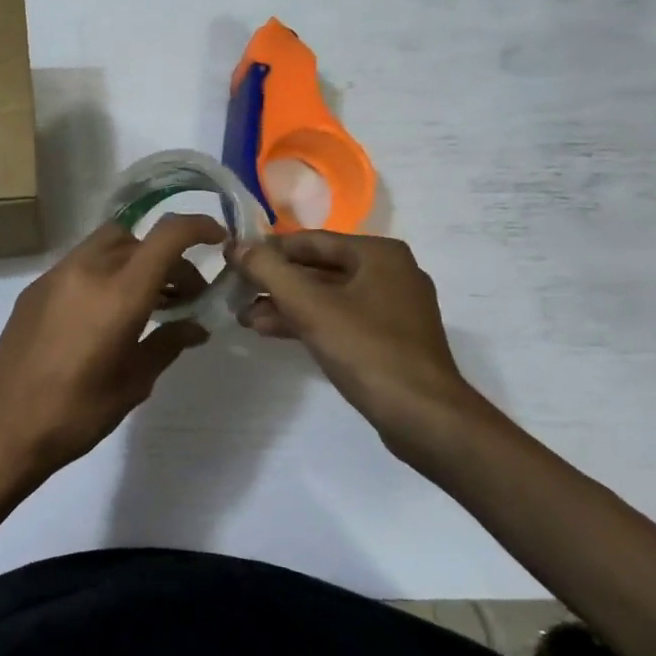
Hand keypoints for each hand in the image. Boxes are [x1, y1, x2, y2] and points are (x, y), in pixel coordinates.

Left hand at [0, 215, 226, 493]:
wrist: (5, 426)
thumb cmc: (78, 412)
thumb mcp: (134, 382)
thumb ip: (168, 343)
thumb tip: (195, 327)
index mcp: (119, 293)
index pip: (167, 236)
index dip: (198, 227)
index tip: (217, 240)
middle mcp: (86, 271)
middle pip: (137, 238)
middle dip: (166, 257)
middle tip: (182, 296)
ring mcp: (55, 276)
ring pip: (105, 245)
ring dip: (133, 261)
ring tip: (146, 302)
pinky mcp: (33, 290)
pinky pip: (79, 264)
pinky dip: (103, 272)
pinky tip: (104, 312)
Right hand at [234, 232, 495, 466]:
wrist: (423, 416)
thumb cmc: (366, 350)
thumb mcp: (309, 306)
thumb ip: (268, 270)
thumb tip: (237, 245)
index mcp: (378, 254)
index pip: (310, 240)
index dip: (268, 250)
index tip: (233, 262)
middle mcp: (390, 272)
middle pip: (318, 268)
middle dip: (275, 282)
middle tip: (235, 293)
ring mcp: (392, 307)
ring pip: (326, 296)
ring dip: (285, 305)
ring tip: (245, 317)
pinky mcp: (389, 339)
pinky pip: (339, 319)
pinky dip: (307, 322)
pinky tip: (272, 331)